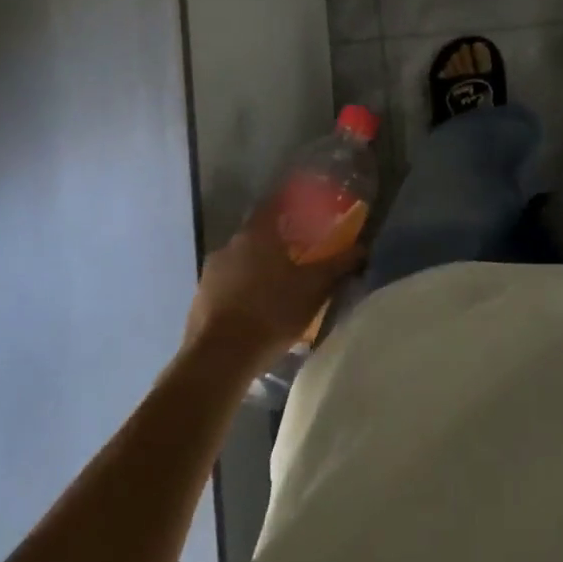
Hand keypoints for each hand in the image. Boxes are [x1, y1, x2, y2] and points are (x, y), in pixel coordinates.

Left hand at [184, 202, 363, 371]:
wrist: (219, 358)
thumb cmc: (271, 312)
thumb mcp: (314, 289)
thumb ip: (338, 265)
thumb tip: (362, 249)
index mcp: (257, 233)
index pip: (275, 203)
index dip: (292, 203)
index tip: (308, 209)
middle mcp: (230, 244)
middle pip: (258, 231)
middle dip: (279, 238)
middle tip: (300, 251)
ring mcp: (211, 272)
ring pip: (242, 258)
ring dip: (259, 264)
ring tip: (280, 282)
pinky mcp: (200, 298)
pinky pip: (228, 282)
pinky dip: (243, 286)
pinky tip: (257, 306)